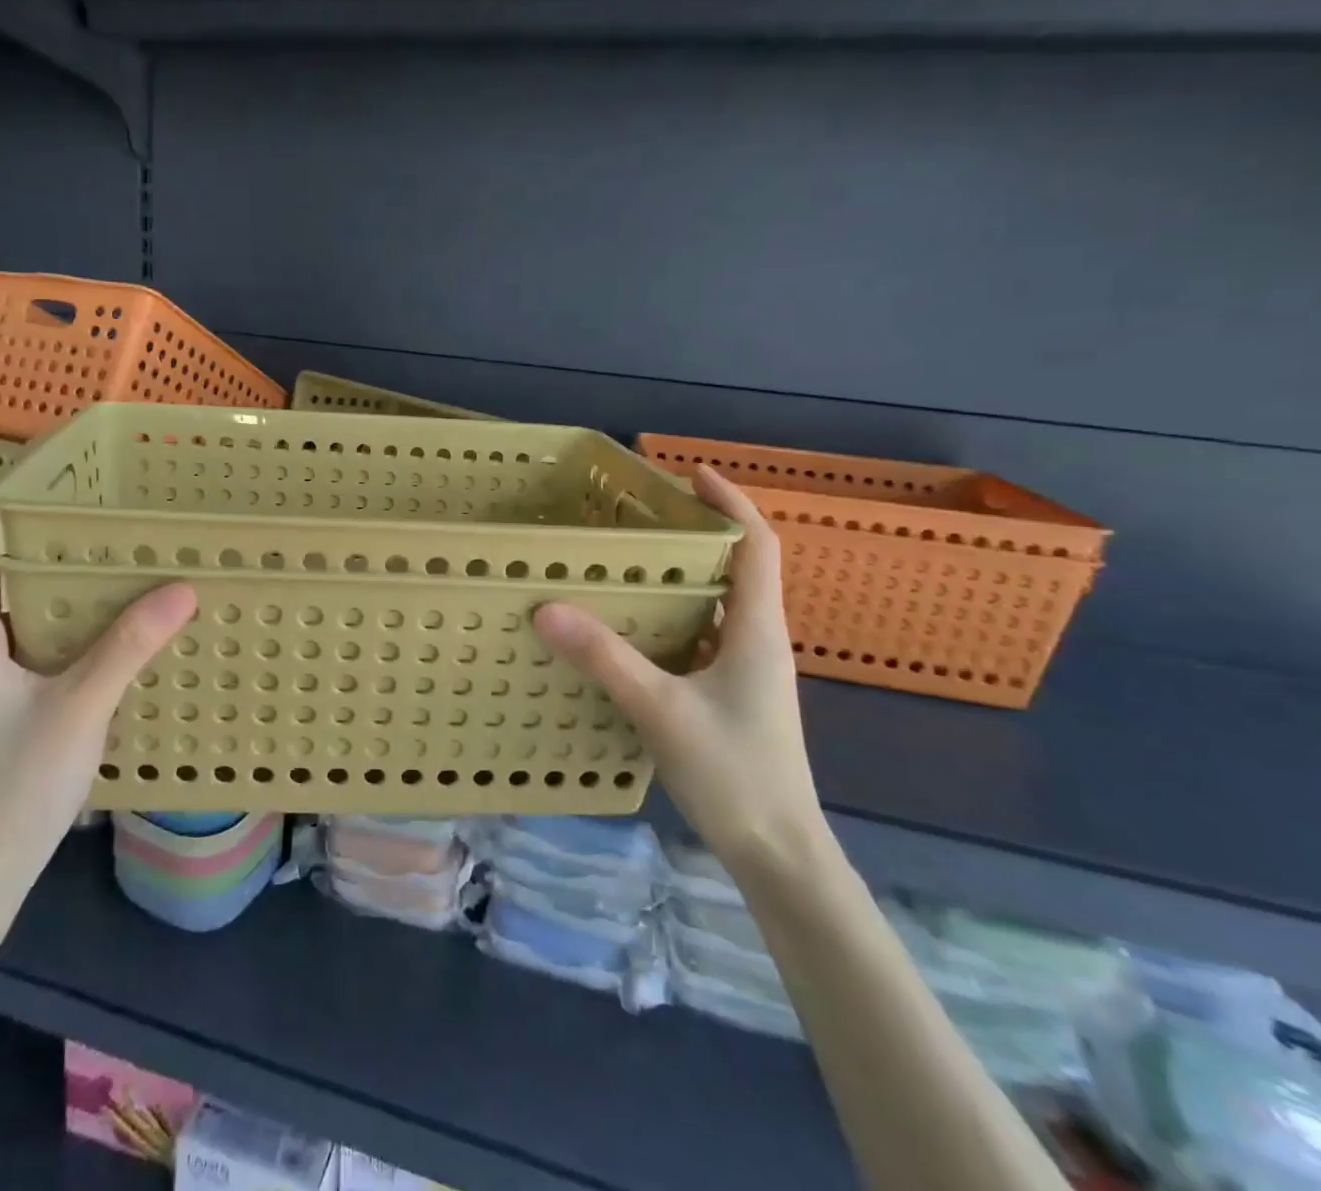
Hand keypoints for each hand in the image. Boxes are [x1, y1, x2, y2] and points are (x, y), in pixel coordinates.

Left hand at [0, 507, 195, 874]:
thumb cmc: (17, 782)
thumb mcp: (79, 706)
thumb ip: (127, 646)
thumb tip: (181, 587)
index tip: (42, 479)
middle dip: (40, 538)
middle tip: (97, 510)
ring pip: (21, 609)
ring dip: (57, 579)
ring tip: (112, 553)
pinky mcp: (11, 700)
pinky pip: (39, 640)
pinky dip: (68, 619)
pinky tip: (112, 621)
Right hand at [533, 466, 823, 869]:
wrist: (780, 854)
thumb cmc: (734, 773)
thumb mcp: (660, 709)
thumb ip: (605, 657)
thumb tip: (547, 607)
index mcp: (756, 629)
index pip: (756, 545)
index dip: (730, 502)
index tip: (691, 474)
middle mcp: (758, 640)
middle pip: (736, 567)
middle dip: (696, 534)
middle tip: (639, 517)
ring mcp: (748, 671)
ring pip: (718, 605)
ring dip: (683, 577)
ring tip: (628, 563)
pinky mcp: (733, 696)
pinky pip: (704, 637)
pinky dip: (675, 617)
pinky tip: (633, 629)